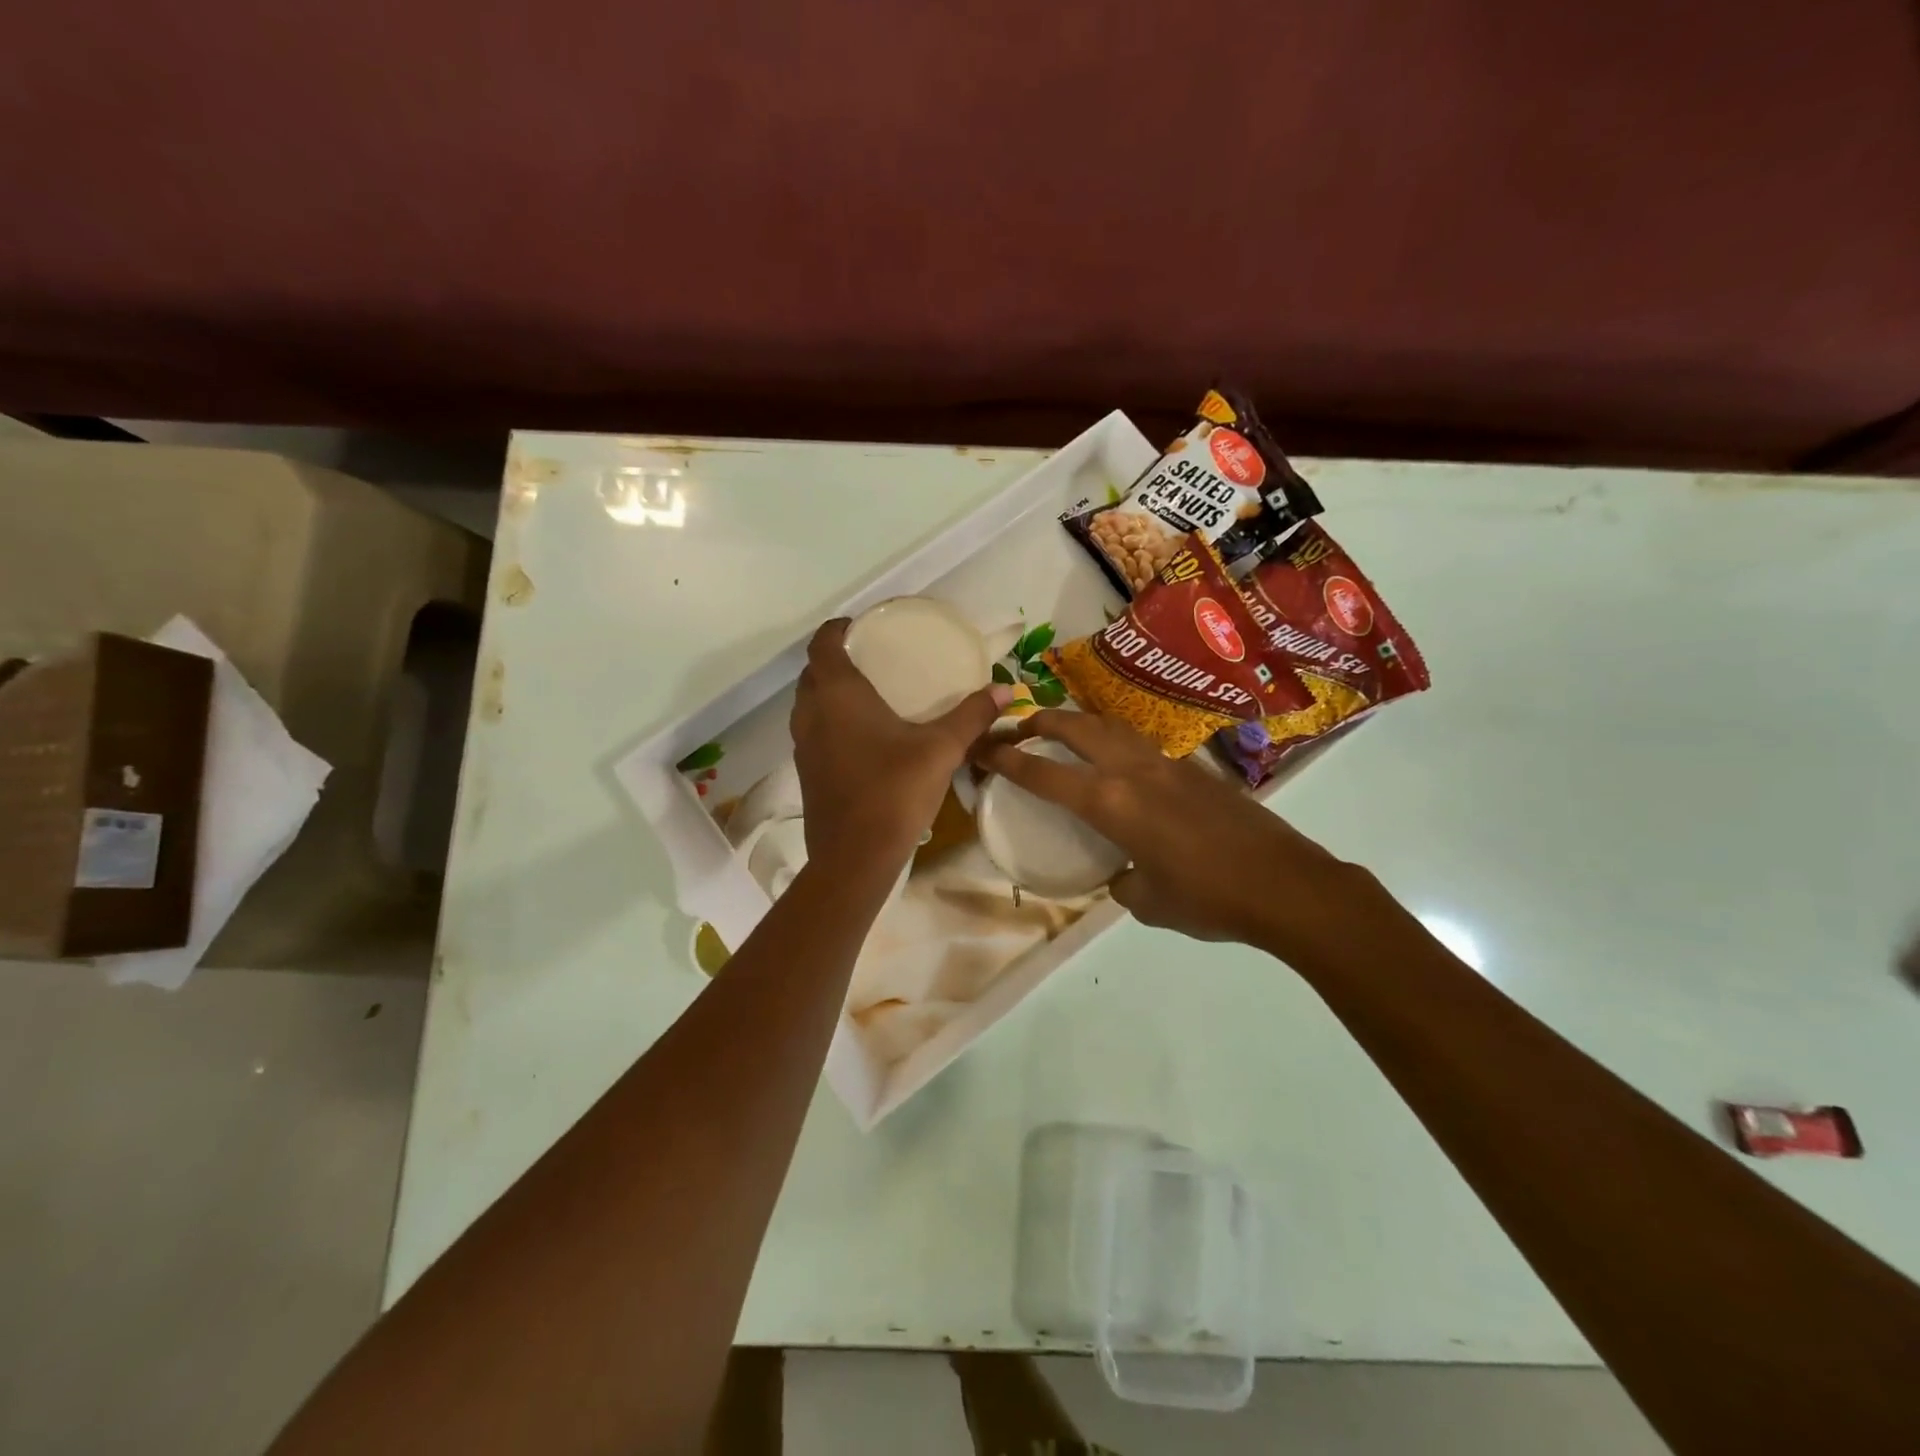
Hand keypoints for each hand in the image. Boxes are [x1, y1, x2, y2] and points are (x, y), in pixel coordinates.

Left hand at [791, 619, 1011, 878]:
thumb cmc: (894, 791)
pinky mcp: (806, 772)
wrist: (854, 857)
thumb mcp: (941, 749)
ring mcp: (803, 745)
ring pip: (809, 703)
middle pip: (813, 672)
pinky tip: (862, 735)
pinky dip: (830, 720)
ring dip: (829, 691)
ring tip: (868, 692)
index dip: (839, 628)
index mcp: (837, 694)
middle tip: (873, 657)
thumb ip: (972, 715)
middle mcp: (811, 713)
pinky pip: (813, 730)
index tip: (863, 626)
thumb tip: (1006, 689)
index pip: (823, 643)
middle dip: (836, 658)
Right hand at [975, 710, 1369, 958]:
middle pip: (1076, 727)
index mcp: (1111, 803)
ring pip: (1111, 726)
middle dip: (1041, 721)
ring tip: (1064, 733)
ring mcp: (1167, 764)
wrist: (1286, 885)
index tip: (982, 748)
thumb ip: (1123, 882)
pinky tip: (1120, 765)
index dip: (1006, 759)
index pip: (1043, 774)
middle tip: (1019, 727)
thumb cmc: (1208, 899)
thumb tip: (1123, 873)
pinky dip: (1115, 742)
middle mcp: (1133, 771)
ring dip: (1079, 723)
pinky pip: (1141, 744)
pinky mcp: (1195, 769)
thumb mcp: (1148, 902)